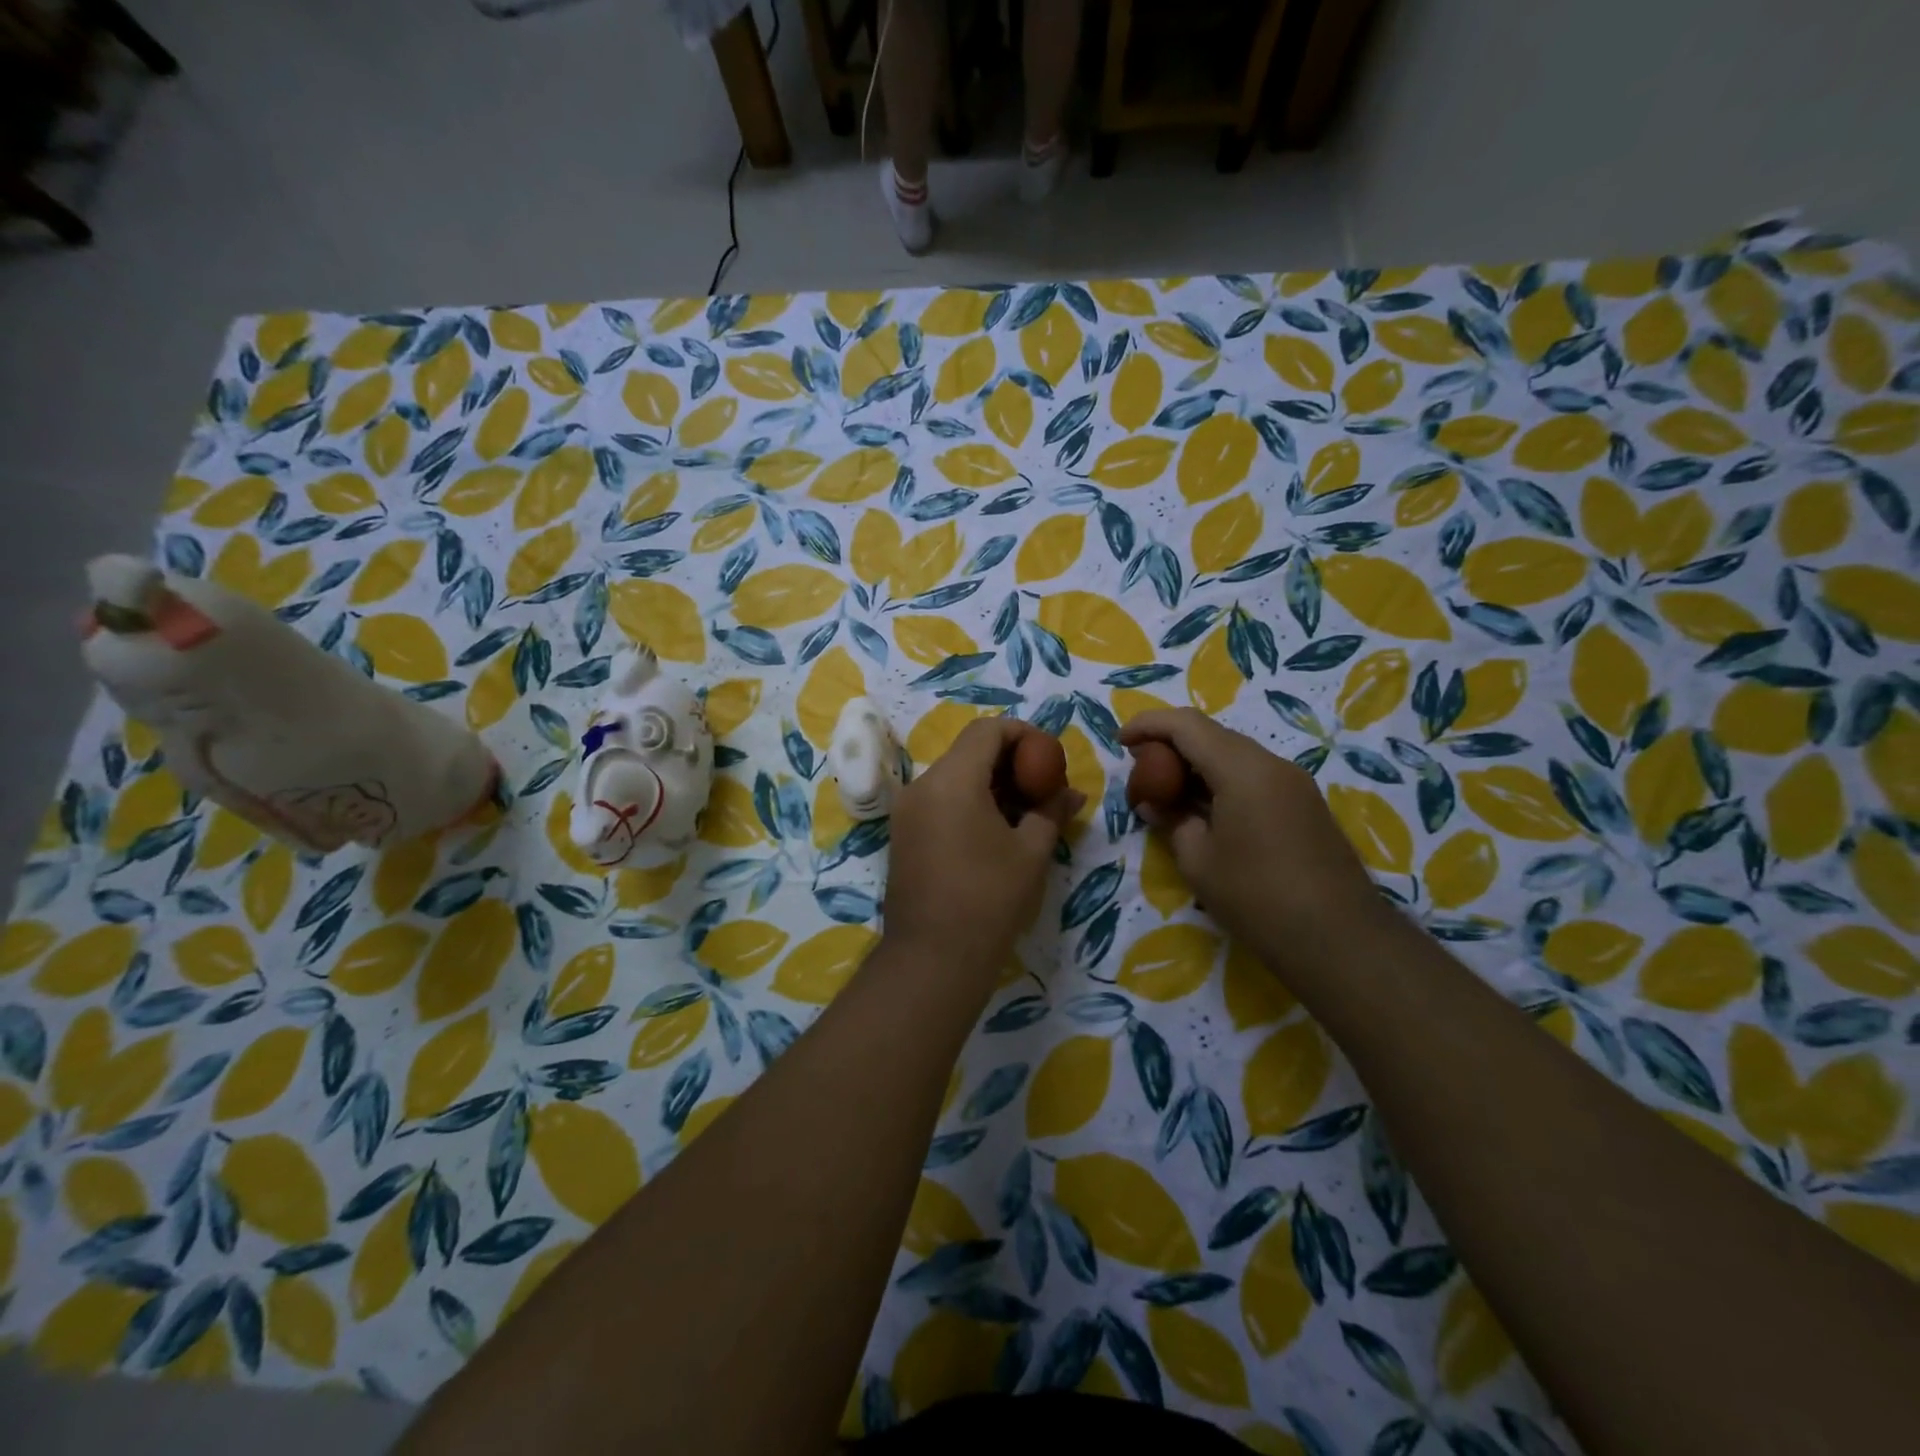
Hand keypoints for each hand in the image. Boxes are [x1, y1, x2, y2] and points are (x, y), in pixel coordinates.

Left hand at [884, 718, 1081, 981]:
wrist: (932, 958)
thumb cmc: (989, 899)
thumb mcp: (1031, 852)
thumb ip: (1051, 811)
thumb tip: (1072, 793)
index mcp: (952, 779)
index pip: (987, 729)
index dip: (1023, 734)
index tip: (1049, 757)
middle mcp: (922, 785)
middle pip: (968, 751)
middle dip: (1009, 761)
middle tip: (1041, 786)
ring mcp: (907, 810)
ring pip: (953, 776)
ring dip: (989, 783)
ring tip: (1023, 812)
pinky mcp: (902, 834)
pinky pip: (939, 800)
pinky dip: (968, 802)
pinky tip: (994, 831)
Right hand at [1120, 709, 1382, 968]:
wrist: (1339, 939)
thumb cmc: (1257, 897)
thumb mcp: (1198, 860)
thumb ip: (1171, 820)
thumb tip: (1154, 802)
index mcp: (1242, 769)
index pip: (1186, 725)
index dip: (1149, 725)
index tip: (1121, 742)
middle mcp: (1272, 764)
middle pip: (1212, 735)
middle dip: (1171, 743)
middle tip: (1141, 770)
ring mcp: (1294, 783)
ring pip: (1234, 754)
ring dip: (1196, 763)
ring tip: (1167, 791)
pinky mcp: (1304, 805)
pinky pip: (1253, 776)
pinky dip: (1221, 780)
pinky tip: (1204, 809)